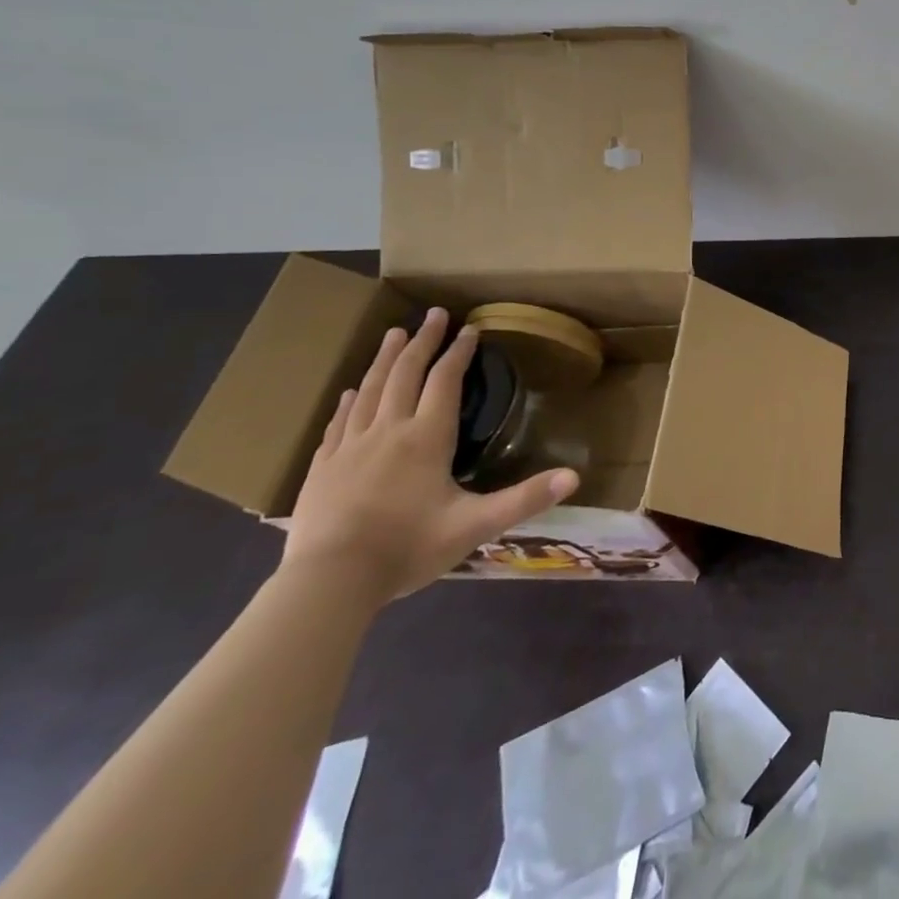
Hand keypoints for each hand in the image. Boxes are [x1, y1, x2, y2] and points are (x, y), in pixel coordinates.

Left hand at [282, 309, 579, 602]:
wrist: (328, 584)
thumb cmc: (407, 549)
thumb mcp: (476, 525)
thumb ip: (525, 499)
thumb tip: (575, 477)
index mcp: (426, 438)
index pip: (445, 381)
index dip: (459, 353)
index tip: (470, 329)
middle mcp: (388, 431)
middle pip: (406, 374)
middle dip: (422, 341)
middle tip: (432, 314)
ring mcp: (350, 448)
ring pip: (370, 390)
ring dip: (386, 359)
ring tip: (393, 334)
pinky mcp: (322, 468)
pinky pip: (339, 422)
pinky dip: (350, 400)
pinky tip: (351, 391)